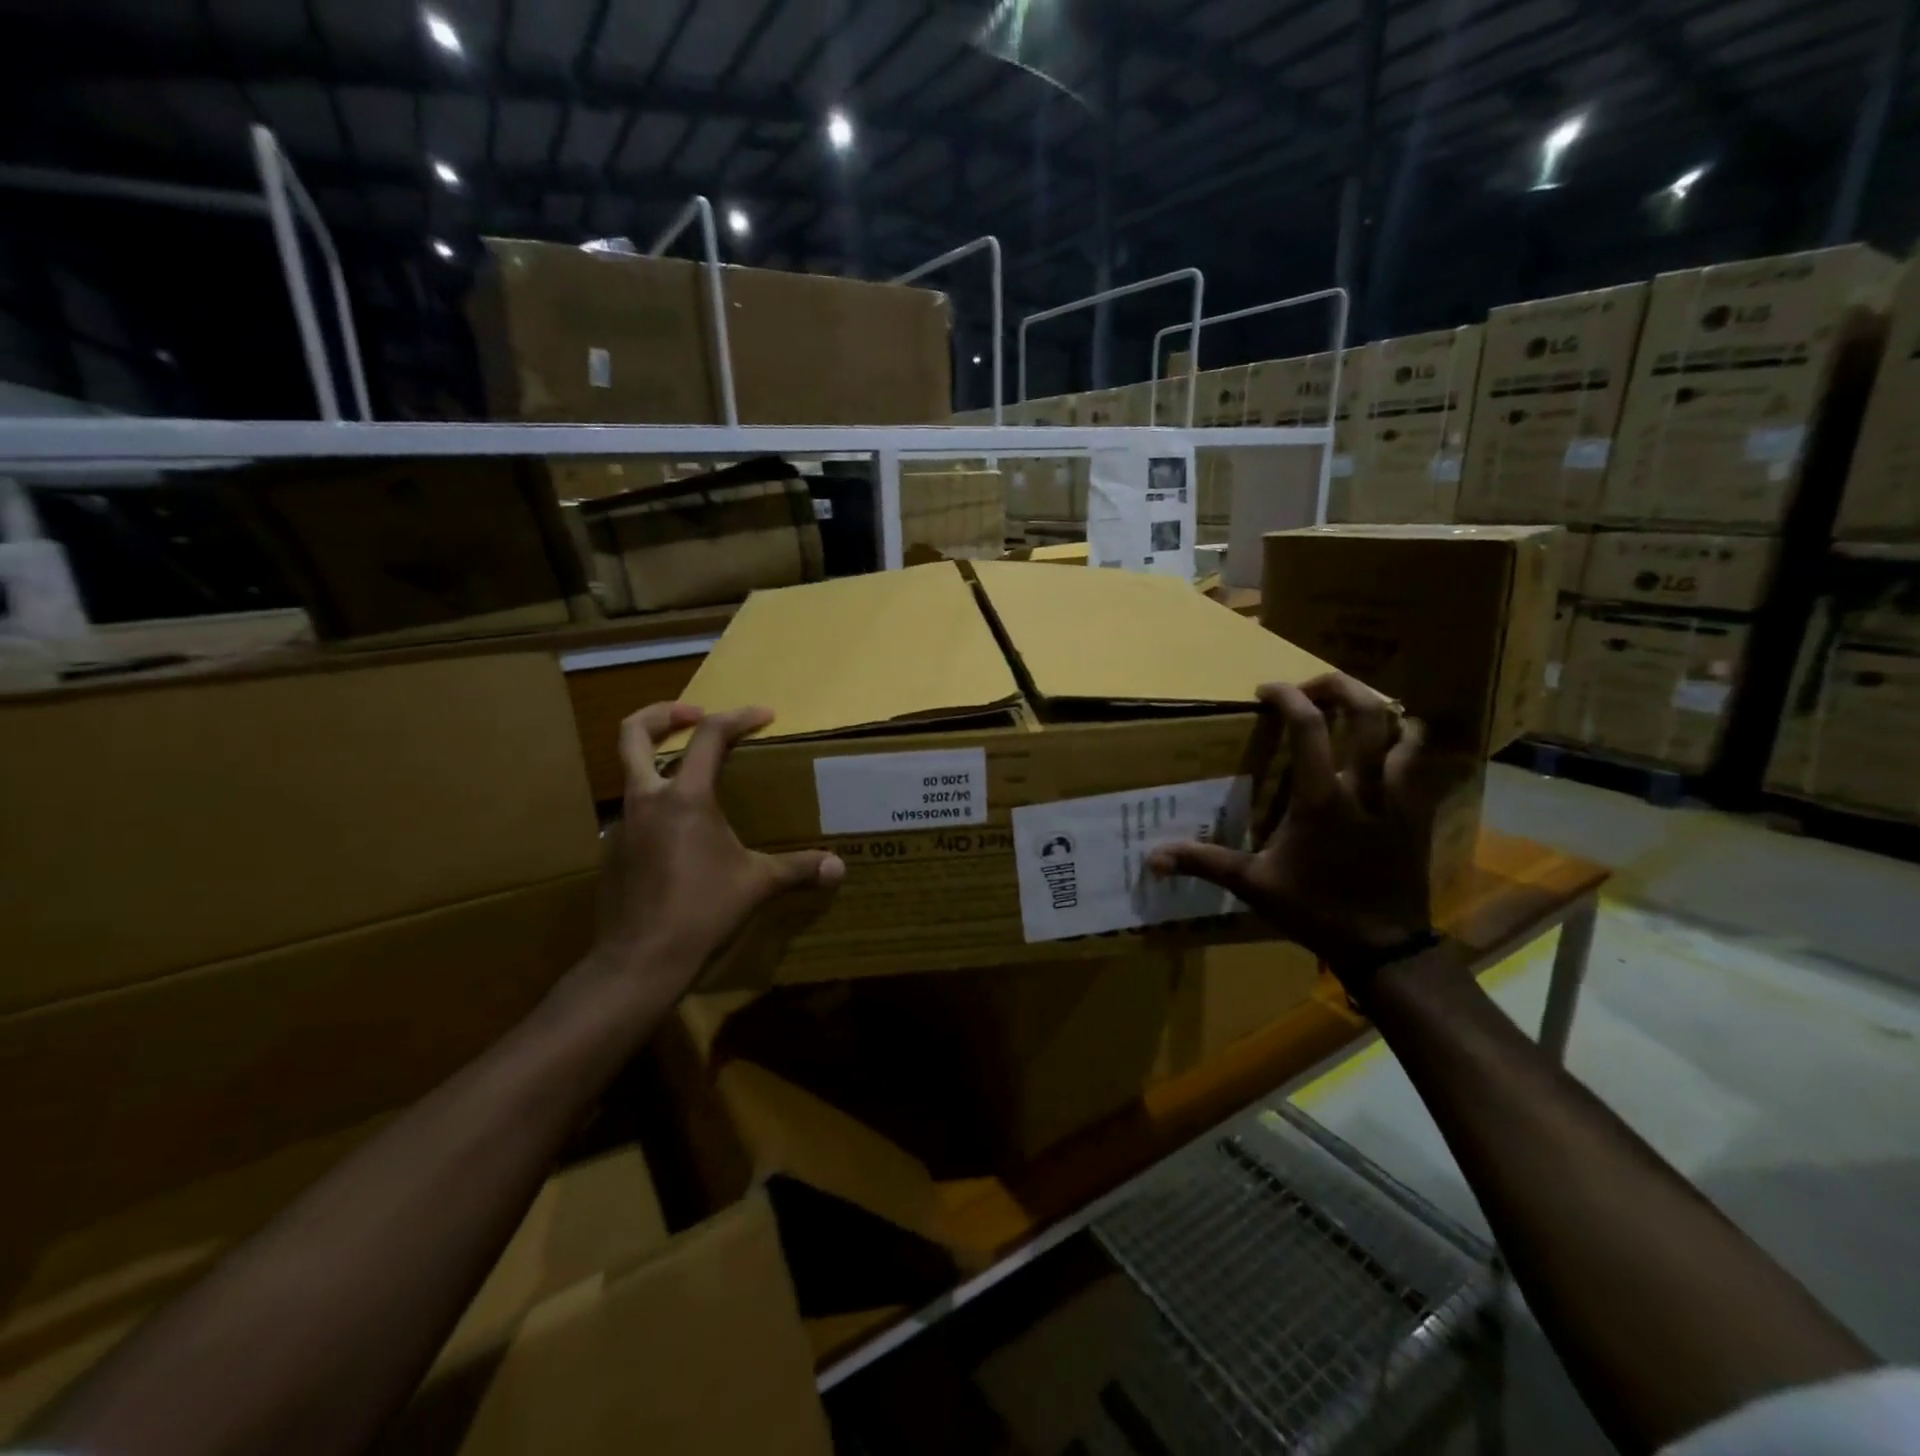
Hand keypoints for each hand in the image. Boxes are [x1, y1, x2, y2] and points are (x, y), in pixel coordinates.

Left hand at [574, 701, 843, 1006]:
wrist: (640, 961)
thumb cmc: (702, 911)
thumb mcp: (757, 885)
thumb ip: (798, 869)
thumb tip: (839, 869)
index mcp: (684, 797)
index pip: (710, 736)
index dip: (739, 717)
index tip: (765, 716)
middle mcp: (647, 800)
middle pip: (634, 734)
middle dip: (663, 714)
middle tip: (694, 714)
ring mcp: (623, 825)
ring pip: (632, 775)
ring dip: (660, 764)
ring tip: (696, 781)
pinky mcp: (613, 852)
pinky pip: (635, 813)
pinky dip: (658, 807)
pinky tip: (683, 836)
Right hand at [1148, 674, 1456, 978]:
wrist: (1384, 946)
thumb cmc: (1316, 910)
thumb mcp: (1254, 886)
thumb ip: (1205, 863)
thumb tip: (1152, 858)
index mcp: (1321, 798)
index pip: (1309, 726)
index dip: (1288, 697)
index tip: (1266, 691)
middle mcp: (1366, 787)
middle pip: (1369, 712)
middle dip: (1341, 686)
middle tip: (1312, 687)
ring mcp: (1400, 798)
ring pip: (1405, 731)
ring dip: (1381, 711)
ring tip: (1354, 712)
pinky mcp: (1419, 813)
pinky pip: (1421, 763)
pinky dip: (1406, 742)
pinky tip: (1386, 750)